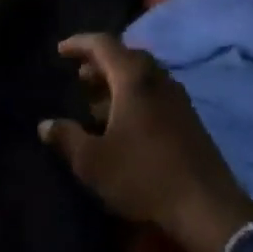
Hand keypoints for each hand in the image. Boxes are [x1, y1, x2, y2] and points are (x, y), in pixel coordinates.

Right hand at [40, 34, 252, 251]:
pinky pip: (155, 92)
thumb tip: (45, 125)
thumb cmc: (144, 176)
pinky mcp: (189, 119)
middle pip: (126, 56)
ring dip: (118, 81)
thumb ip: (67, 138)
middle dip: (100, 62)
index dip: (79, 43)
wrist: (206, 208)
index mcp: (134, 79)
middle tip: (80, 76)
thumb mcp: (93, 162)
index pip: (103, 44)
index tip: (60, 50)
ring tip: (97, 102)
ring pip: (143, 75)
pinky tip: (124, 123)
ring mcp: (178, 98)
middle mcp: (158, 79)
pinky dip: (135, 96)